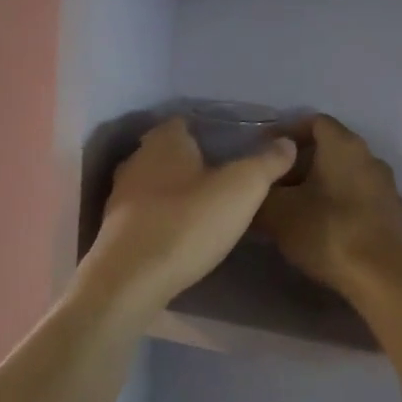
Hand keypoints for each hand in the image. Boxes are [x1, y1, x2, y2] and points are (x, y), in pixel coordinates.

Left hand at [80, 118, 298, 312]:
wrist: (131, 279)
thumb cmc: (188, 223)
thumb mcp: (242, 189)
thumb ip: (267, 162)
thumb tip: (286, 142)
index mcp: (164, 140)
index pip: (187, 121)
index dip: (211, 131)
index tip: (236, 147)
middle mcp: (137, 159)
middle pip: (170, 152)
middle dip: (194, 162)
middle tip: (226, 178)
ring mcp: (121, 194)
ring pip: (156, 182)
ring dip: (177, 191)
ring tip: (208, 207)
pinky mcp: (115, 227)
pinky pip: (146, 211)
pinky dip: (163, 215)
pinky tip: (182, 232)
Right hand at [256, 115, 401, 300]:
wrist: (383, 280)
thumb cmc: (328, 233)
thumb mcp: (277, 213)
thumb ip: (259, 193)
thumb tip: (252, 187)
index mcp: (344, 146)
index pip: (313, 122)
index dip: (285, 134)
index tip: (263, 153)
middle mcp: (369, 157)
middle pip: (328, 149)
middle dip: (297, 164)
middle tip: (272, 186)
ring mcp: (386, 186)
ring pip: (343, 174)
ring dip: (317, 185)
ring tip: (292, 210)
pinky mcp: (392, 214)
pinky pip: (357, 197)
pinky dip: (336, 204)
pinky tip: (319, 228)